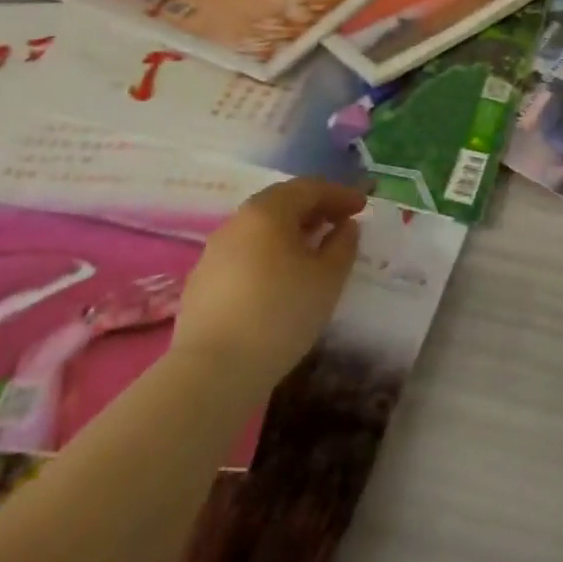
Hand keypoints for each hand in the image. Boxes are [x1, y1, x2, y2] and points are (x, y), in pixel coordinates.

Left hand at [172, 179, 365, 383]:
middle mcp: (238, 222)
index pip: (310, 188)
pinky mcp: (200, 282)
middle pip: (281, 202)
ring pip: (259, 228)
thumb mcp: (328, 278)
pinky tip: (278, 277)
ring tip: (311, 249)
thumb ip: (343, 244)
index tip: (362, 206)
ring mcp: (214, 252)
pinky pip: (244, 253)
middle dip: (313, 208)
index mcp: (269, 211)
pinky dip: (267, 253)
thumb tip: (345, 227)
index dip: (340, 194)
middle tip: (337, 221)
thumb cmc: (280, 314)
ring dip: (289, 231)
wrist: (211, 374)